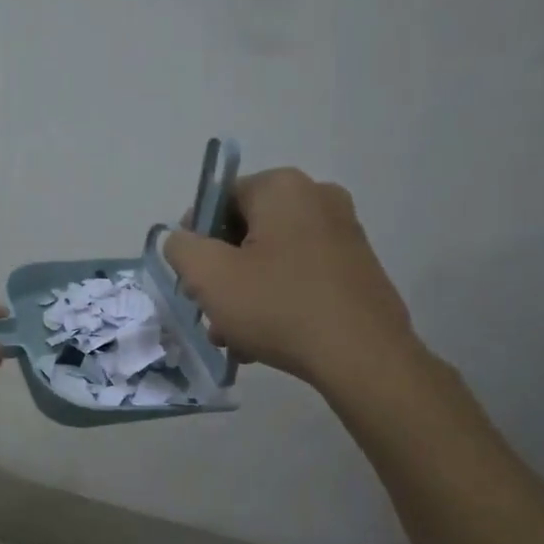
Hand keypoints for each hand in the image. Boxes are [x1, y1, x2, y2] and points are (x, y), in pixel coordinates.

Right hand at [163, 167, 419, 389]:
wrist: (362, 355)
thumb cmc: (278, 307)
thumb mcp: (209, 276)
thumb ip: (181, 248)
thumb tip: (182, 240)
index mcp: (282, 188)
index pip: (219, 199)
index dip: (196, 239)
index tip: (191, 279)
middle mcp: (318, 198)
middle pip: (246, 233)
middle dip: (222, 275)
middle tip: (210, 314)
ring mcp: (344, 233)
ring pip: (272, 260)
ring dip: (245, 295)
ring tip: (234, 338)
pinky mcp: (358, 268)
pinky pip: (301, 276)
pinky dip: (278, 301)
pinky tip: (265, 341)